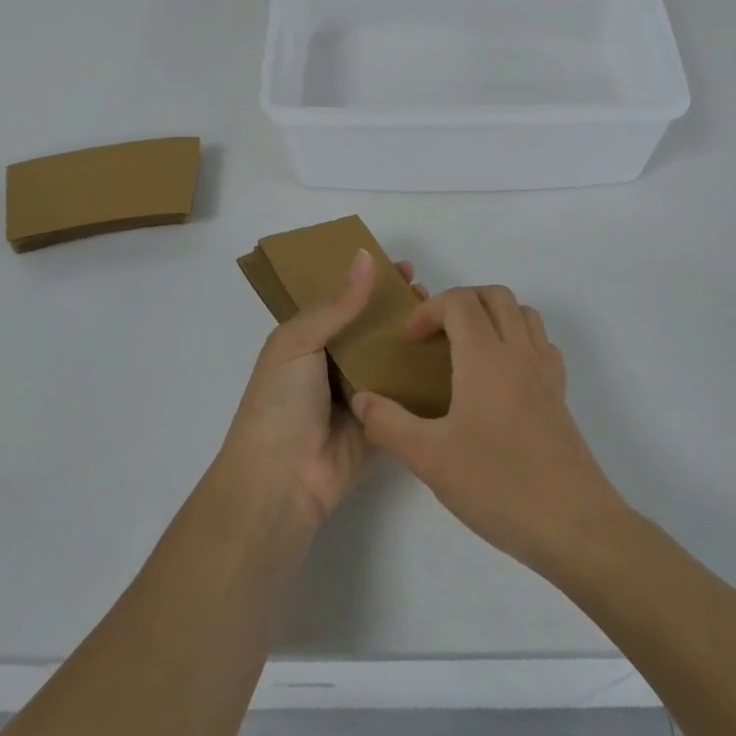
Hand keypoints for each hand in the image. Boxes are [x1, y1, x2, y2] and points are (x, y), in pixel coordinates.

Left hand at [219, 251, 426, 528]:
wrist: (282, 479)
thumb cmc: (280, 402)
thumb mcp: (298, 342)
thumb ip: (337, 305)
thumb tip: (365, 256)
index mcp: (309, 339)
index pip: (345, 301)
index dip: (371, 282)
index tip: (404, 267)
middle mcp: (336, 362)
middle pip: (373, 327)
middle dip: (399, 308)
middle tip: (430, 292)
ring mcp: (362, 393)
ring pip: (394, 358)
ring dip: (416, 339)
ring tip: (446, 318)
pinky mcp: (384, 422)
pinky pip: (407, 395)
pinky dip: (425, 378)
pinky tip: (455, 357)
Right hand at [349, 286, 625, 575]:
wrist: (574, 525)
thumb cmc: (499, 484)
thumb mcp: (429, 458)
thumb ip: (388, 424)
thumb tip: (361, 400)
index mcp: (486, 357)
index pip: (459, 301)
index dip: (428, 310)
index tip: (410, 342)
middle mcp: (519, 352)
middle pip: (494, 296)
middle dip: (459, 302)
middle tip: (435, 336)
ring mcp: (545, 372)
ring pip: (523, 314)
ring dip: (492, 316)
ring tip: (466, 350)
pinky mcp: (560, 396)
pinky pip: (541, 344)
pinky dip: (518, 340)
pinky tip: (501, 377)